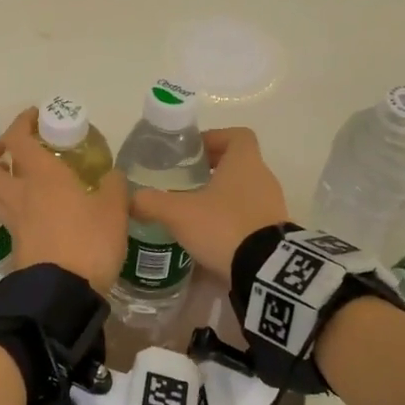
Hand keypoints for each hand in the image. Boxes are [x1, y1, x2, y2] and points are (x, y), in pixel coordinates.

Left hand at [0, 108, 128, 295]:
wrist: (64, 294)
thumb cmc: (89, 243)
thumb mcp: (115, 210)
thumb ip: (113, 187)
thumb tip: (111, 175)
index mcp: (42, 177)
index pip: (19, 139)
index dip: (22, 122)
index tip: (36, 116)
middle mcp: (20, 195)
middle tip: (7, 150)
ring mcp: (14, 222)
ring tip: (13, 177)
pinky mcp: (16, 246)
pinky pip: (3, 218)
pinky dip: (10, 208)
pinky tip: (33, 210)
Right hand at [129, 127, 287, 287]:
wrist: (264, 270)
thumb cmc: (223, 226)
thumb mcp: (179, 213)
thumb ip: (152, 202)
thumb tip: (131, 199)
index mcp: (245, 162)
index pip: (237, 135)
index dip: (215, 138)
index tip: (192, 153)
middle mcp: (263, 177)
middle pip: (238, 164)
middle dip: (212, 171)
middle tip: (184, 183)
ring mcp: (272, 205)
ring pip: (244, 191)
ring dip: (221, 197)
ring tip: (193, 212)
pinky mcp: (274, 232)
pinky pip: (250, 216)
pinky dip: (231, 220)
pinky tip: (209, 237)